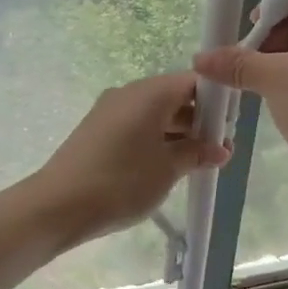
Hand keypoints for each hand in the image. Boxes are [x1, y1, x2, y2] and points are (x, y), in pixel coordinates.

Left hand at [32, 72, 229, 247]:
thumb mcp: (168, 169)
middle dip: (199, 121)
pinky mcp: (98, 131)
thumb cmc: (121, 182)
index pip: (194, 82)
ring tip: (197, 163)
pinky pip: (137, 127)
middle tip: (218, 150)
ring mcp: (110, 111)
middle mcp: (130, 93)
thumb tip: (220, 149)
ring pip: (155, 114)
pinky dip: (156, 140)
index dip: (216, 101)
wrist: (58, 206)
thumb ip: (197, 153)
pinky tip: (167, 166)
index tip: (230, 127)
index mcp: (150, 93)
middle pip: (174, 96)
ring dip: (178, 134)